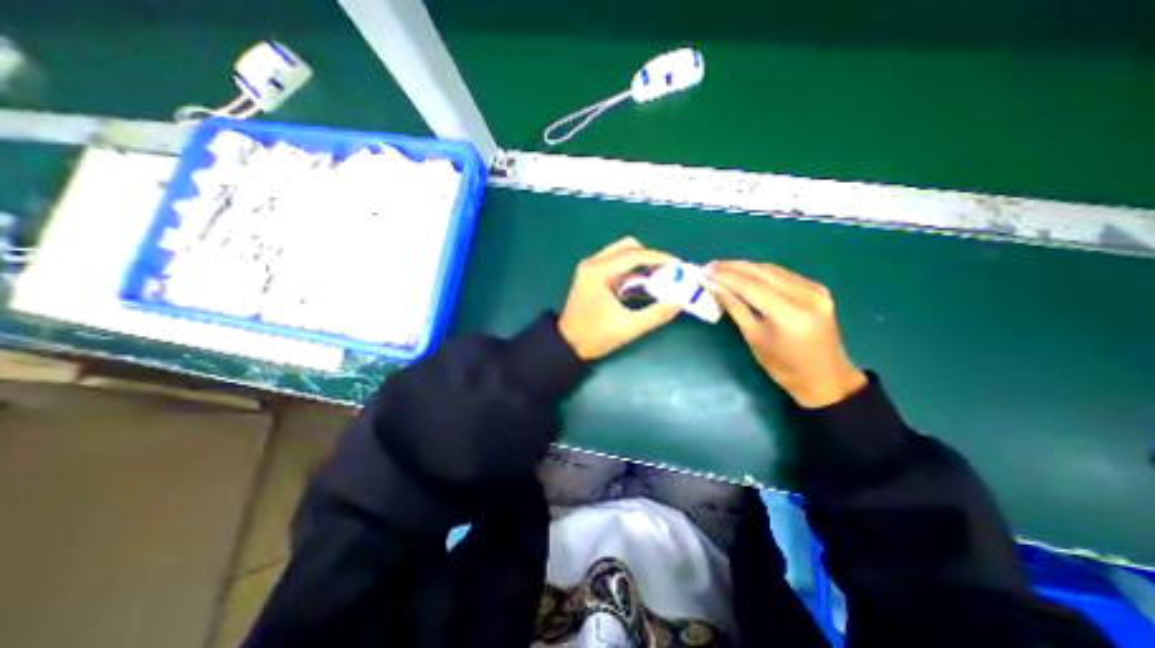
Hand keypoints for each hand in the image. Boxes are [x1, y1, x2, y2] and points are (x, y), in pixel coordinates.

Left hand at [558, 236, 677, 358]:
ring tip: (659, 278)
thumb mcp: (628, 327)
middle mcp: (592, 264)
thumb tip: (679, 301)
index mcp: (598, 272)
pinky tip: (643, 284)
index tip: (678, 266)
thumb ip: (656, 314)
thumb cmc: (595, 337)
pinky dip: (631, 271)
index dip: (658, 258)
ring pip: (621, 254)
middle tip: (667, 271)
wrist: (567, 345)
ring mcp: (590, 269)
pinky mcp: (591, 276)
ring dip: (641, 263)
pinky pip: (615, 265)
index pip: (633, 255)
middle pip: (627, 247)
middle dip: (650, 257)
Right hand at [704, 260, 865, 406]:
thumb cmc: (782, 365)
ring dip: (746, 267)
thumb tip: (714, 287)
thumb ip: (734, 307)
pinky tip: (746, 274)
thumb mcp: (753, 337)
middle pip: (763, 272)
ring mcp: (816, 290)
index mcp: (790, 313)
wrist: (824, 378)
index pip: (751, 286)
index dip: (726, 276)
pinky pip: (784, 275)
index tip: (705, 271)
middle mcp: (806, 295)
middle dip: (734, 267)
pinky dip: (762, 273)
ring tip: (723, 268)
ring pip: (774, 270)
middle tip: (710, 266)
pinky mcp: (818, 290)